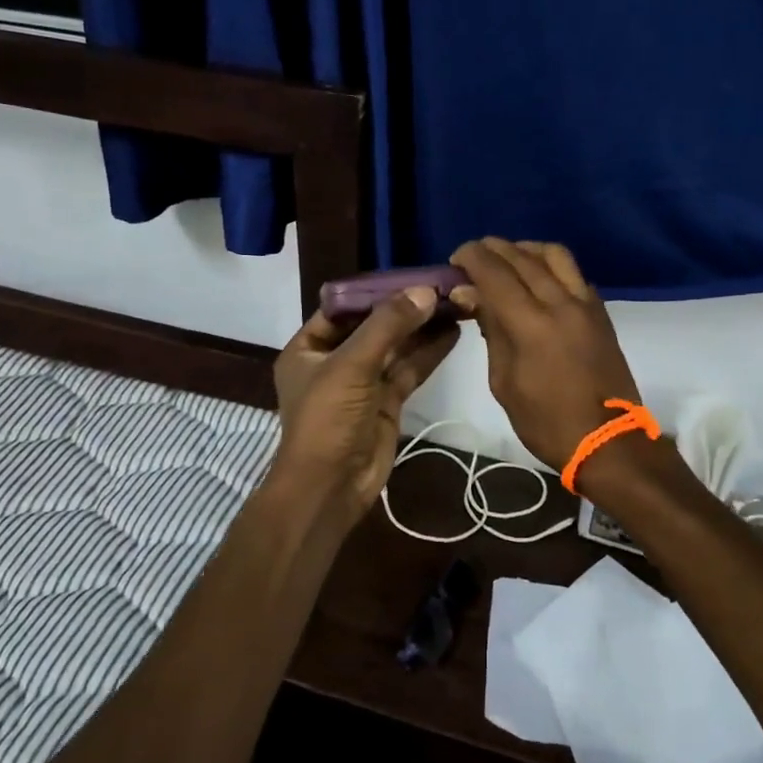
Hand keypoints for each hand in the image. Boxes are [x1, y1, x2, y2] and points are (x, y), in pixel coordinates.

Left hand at [270, 289, 459, 521]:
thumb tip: (425, 292)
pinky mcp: (386, 402)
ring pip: (395, 347)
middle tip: (441, 286)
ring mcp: (362, 383)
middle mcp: (334, 361)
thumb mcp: (352, 365)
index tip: (410, 275)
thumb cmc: (327, 419)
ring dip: (422, 328)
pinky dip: (429, 352)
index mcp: (308, 348)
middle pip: (373, 326)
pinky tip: (453, 332)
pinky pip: (408, 370)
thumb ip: (388, 326)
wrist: (331, 488)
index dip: (374, 291)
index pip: (342, 308)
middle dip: (405, 308)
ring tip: (454, 303)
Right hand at [449, 238, 644, 473]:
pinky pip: (574, 274)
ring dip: (526, 249)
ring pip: (555, 256)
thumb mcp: (504, 382)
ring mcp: (586, 305)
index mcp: (532, 325)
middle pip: (524, 257)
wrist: (608, 442)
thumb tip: (470, 294)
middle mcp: (561, 303)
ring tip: (507, 259)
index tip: (456, 258)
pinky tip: (538, 279)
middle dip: (494, 249)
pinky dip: (551, 266)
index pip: (496, 273)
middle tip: (473, 256)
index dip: (472, 258)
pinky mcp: (601, 313)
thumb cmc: (547, 422)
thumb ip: (491, 331)